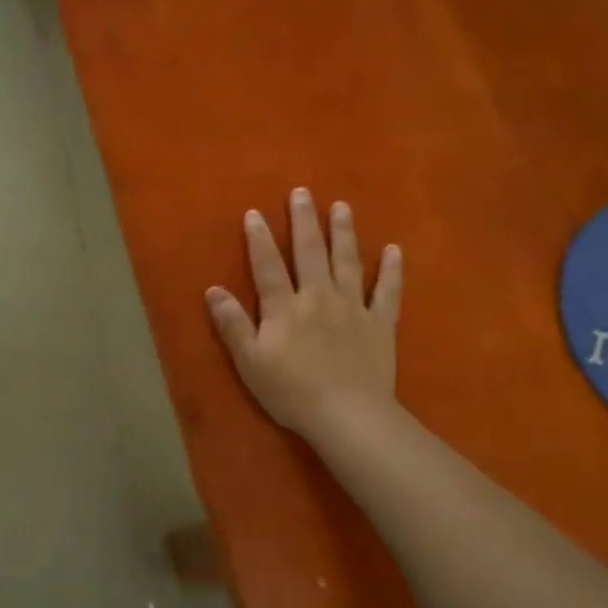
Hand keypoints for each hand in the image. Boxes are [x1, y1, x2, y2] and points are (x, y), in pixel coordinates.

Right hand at [206, 188, 401, 441]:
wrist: (347, 415)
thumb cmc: (291, 391)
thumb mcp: (249, 362)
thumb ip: (233, 324)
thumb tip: (213, 290)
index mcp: (284, 307)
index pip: (267, 265)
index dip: (259, 238)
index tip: (254, 212)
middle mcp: (318, 297)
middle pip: (310, 252)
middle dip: (304, 221)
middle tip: (303, 192)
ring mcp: (353, 308)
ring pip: (348, 262)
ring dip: (344, 232)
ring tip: (342, 206)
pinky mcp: (380, 324)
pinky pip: (388, 291)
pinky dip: (392, 270)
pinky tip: (394, 250)